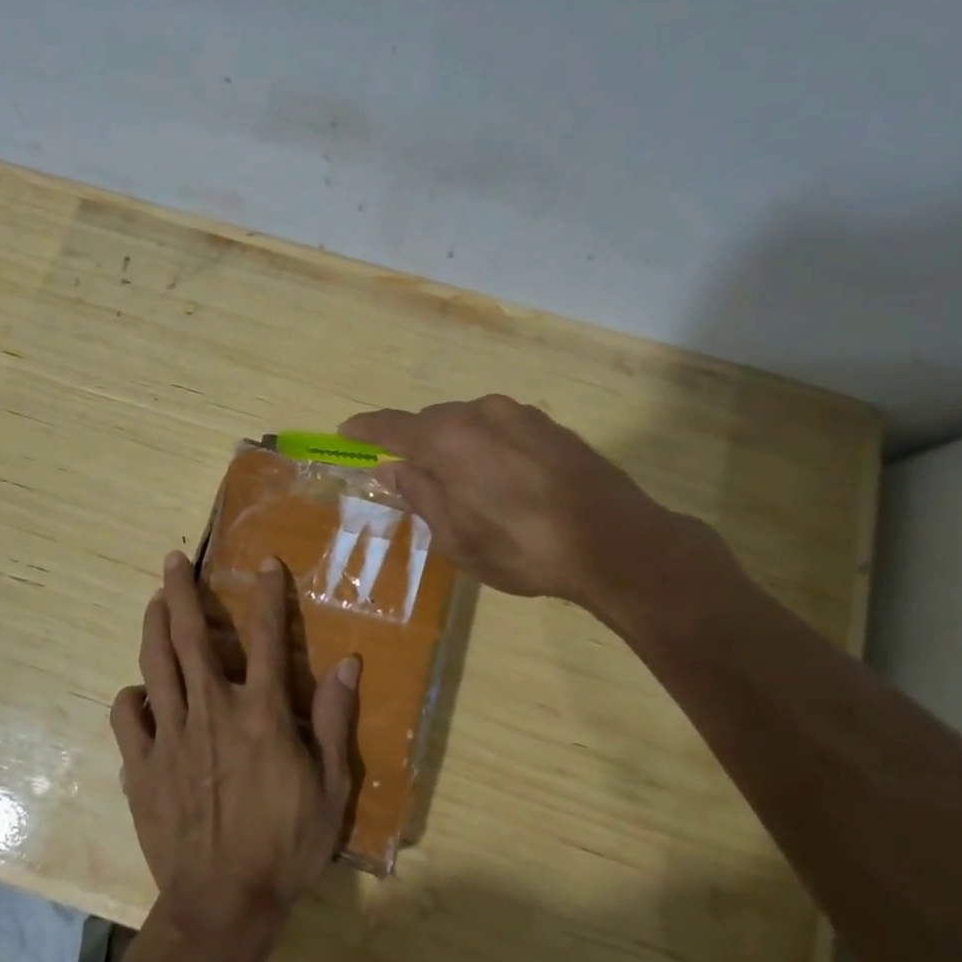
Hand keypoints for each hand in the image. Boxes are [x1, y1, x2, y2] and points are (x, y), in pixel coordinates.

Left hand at [111, 552, 359, 942]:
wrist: (223, 905)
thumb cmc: (285, 845)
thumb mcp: (330, 787)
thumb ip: (333, 719)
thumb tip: (349, 663)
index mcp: (260, 713)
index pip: (265, 638)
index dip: (268, 595)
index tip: (266, 563)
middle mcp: (211, 711)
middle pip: (191, 637)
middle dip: (183, 592)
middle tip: (172, 560)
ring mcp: (171, 736)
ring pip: (155, 665)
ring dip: (153, 626)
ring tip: (154, 602)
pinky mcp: (142, 766)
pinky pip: (127, 718)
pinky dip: (131, 697)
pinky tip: (139, 693)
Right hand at [341, 395, 721, 634]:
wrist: (616, 543)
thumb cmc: (522, 547)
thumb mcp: (456, 537)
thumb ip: (419, 495)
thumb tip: (392, 470)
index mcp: (449, 439)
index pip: (392, 426)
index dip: (365, 430)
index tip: (345, 433)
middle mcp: (481, 413)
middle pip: (432, 422)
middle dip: (415, 445)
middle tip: (410, 479)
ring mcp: (521, 415)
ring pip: (469, 424)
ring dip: (455, 447)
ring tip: (462, 488)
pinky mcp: (551, 426)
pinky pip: (501, 430)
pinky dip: (487, 448)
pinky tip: (502, 482)